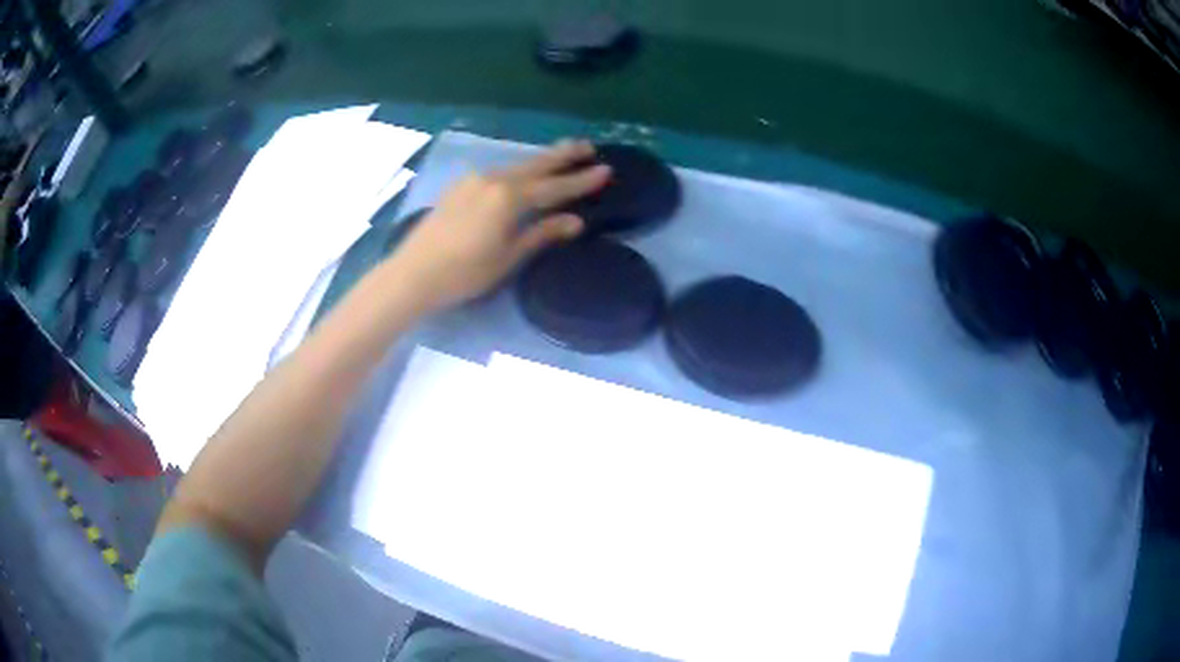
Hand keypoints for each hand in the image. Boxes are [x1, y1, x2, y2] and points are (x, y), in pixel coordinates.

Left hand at [385, 140, 610, 311]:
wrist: (413, 273)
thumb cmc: (464, 273)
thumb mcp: (508, 257)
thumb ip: (541, 234)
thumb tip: (576, 220)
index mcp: (509, 197)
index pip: (555, 186)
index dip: (582, 180)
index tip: (606, 169)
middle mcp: (493, 179)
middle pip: (535, 164)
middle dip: (563, 155)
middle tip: (588, 145)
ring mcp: (473, 180)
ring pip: (515, 166)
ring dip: (539, 161)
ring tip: (561, 155)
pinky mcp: (459, 187)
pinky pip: (497, 172)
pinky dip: (516, 170)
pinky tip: (520, 173)